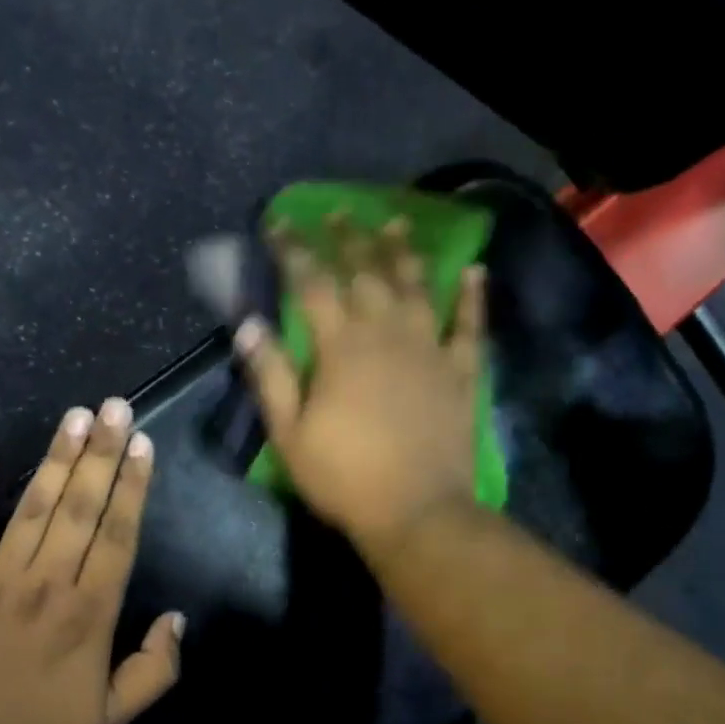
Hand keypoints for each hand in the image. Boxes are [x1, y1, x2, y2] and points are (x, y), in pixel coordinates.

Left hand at [0, 398, 184, 723]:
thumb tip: (177, 619)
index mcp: (89, 613)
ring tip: (74, 416)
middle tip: (114, 406)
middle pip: (81, 508)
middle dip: (101, 453)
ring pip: (34, 507)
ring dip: (56, 458)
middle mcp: (47, 582)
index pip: (118, 535)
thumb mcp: (112, 720)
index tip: (142, 444)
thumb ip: (155, 670)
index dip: (132, 487)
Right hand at [235, 219, 485, 553]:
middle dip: (347, 239)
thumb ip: (271, 376)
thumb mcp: (290, 434)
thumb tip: (248, 325)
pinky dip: (472, 298)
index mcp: (341, 347)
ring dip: (403, 253)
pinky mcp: (460, 373)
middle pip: (365, 274)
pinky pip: (468, 326)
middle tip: (337, 211)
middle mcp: (386, 334)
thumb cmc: (344, 477)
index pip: (312, 284)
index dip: (293, 251)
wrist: (417, 512)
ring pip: (416, 288)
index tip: (278, 223)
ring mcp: (428, 350)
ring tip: (395, 223)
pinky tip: (475, 271)